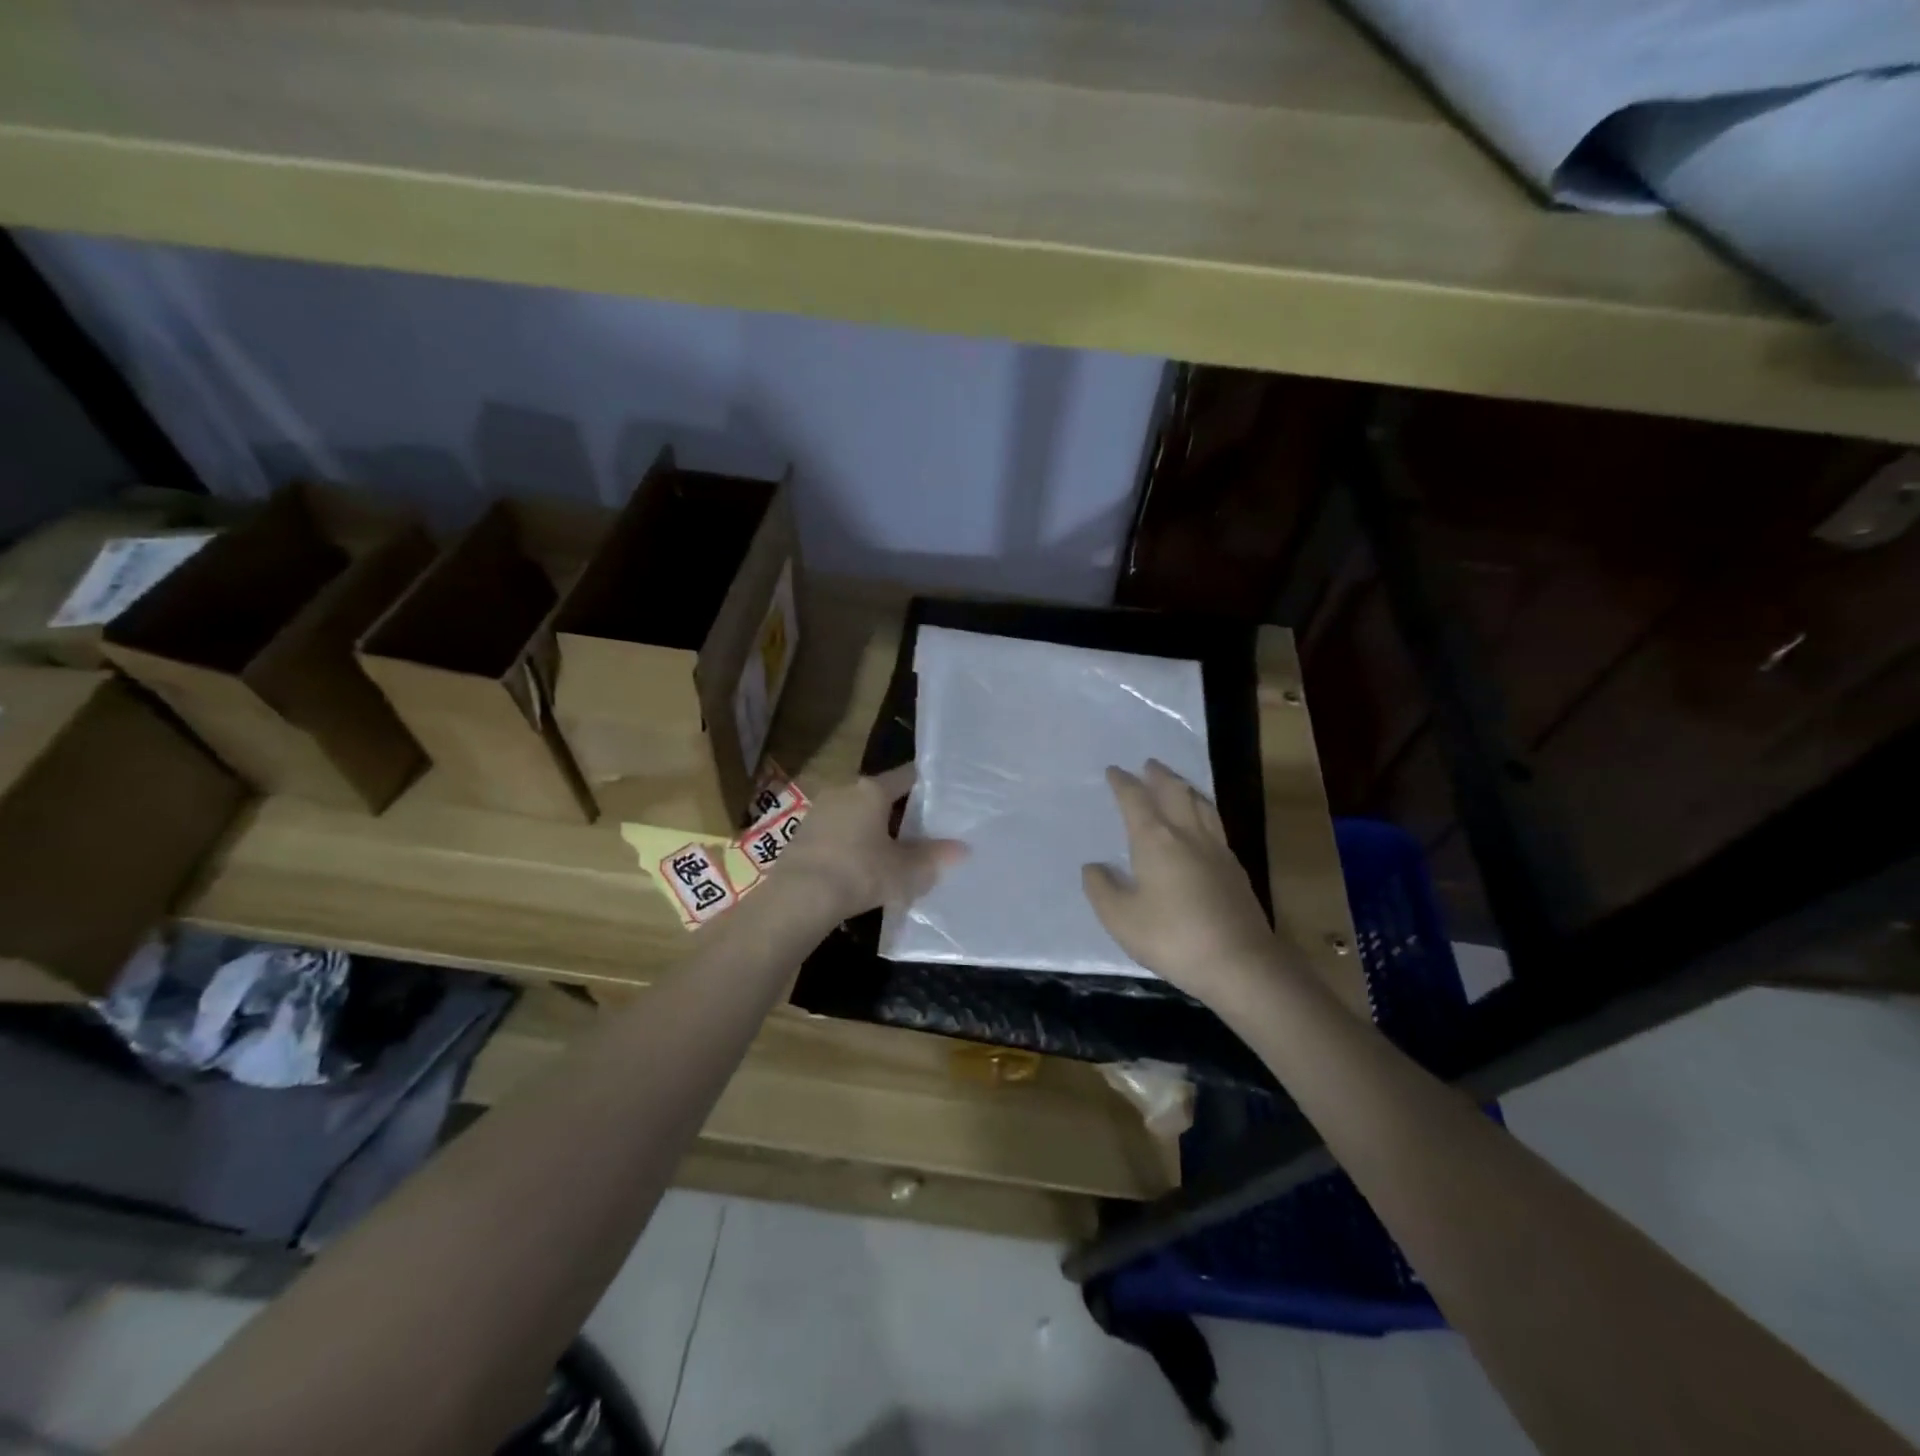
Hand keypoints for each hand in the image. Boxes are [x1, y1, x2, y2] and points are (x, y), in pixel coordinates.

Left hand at [780, 764, 966, 919]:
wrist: (798, 898)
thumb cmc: (859, 873)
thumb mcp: (905, 870)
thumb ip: (934, 857)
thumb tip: (963, 848)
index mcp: (872, 790)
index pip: (907, 776)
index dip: (926, 785)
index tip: (942, 796)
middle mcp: (845, 790)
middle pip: (880, 794)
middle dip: (900, 811)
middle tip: (923, 829)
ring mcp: (820, 810)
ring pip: (857, 812)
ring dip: (874, 827)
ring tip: (894, 850)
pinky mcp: (803, 833)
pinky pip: (838, 830)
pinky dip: (852, 841)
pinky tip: (861, 865)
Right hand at [1083, 760, 1281, 1008]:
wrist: (1240, 963)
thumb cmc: (1172, 937)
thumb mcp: (1121, 918)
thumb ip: (1102, 889)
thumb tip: (1094, 866)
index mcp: (1155, 840)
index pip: (1135, 800)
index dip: (1123, 783)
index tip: (1114, 770)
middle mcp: (1187, 834)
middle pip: (1174, 792)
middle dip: (1159, 775)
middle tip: (1149, 764)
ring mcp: (1216, 849)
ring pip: (1201, 804)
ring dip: (1185, 787)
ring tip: (1177, 783)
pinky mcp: (1234, 868)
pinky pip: (1215, 823)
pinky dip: (1203, 810)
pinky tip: (1202, 824)